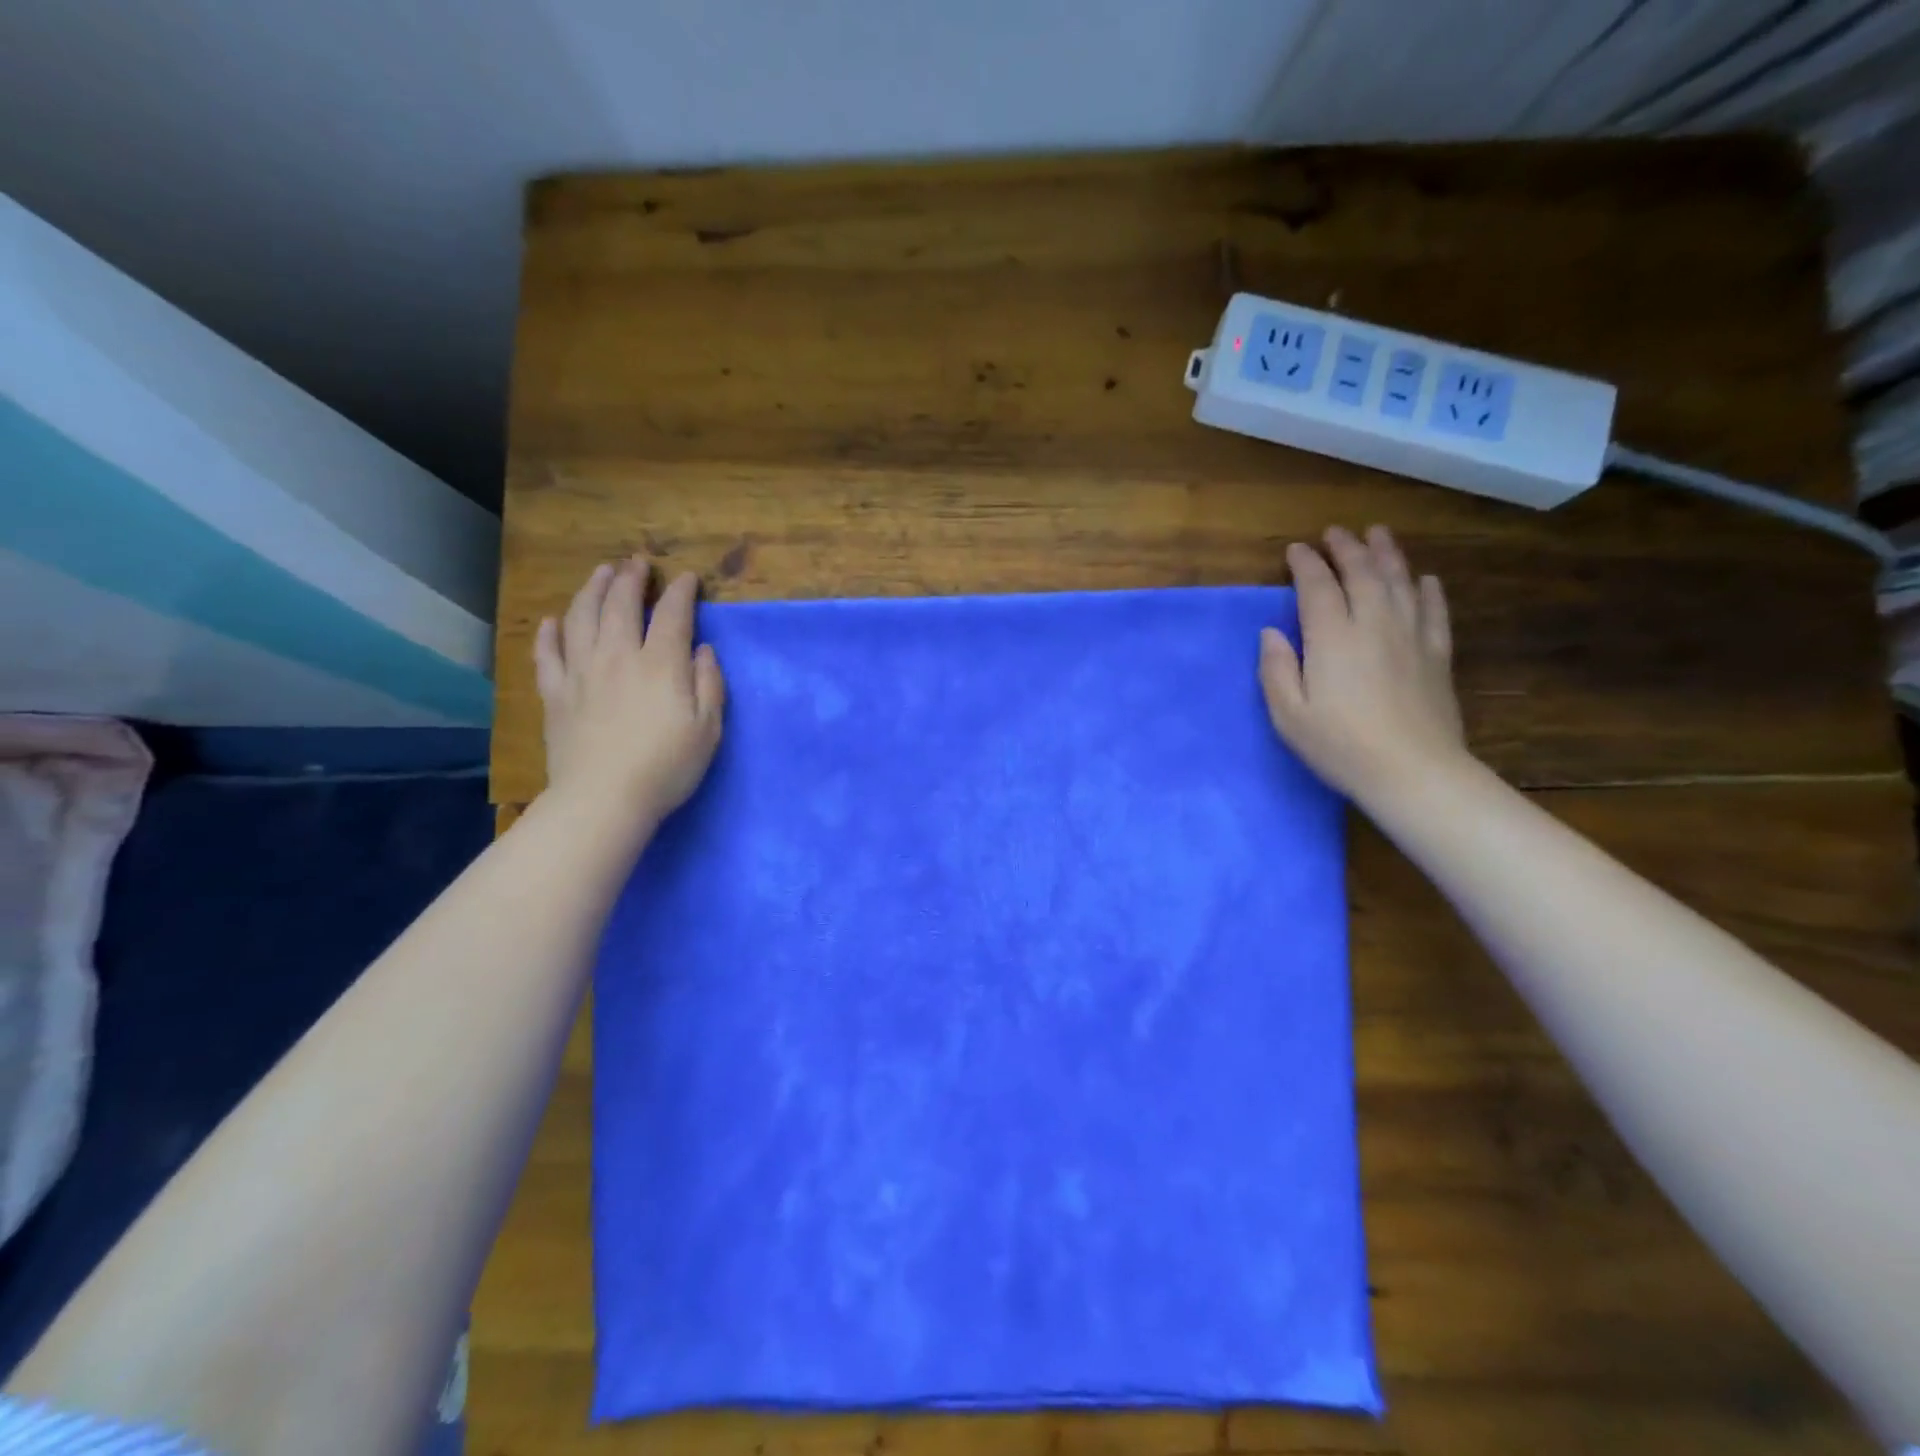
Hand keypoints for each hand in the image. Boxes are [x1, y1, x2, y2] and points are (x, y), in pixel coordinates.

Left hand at [534, 558, 725, 827]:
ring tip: (601, 573)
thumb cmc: (666, 766)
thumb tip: (703, 650)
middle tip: (637, 564)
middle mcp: (618, 656)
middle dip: (631, 579)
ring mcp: (581, 672)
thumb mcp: (708, 729)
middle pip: (621, 604)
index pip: (672, 614)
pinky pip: (548, 653)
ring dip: (592, 590)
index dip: (681, 592)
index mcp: (660, 664)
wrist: (603, 798)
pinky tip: (553, 621)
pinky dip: (550, 633)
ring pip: (582, 617)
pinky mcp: (555, 694)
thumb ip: (709, 684)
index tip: (687, 578)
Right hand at [1259, 525, 1468, 805]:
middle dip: (1346, 548)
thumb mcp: (1289, 714)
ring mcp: (1411, 636)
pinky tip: (1424, 579)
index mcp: (1332, 638)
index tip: (1295, 550)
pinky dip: (1427, 589)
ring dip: (1387, 554)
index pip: (1317, 587)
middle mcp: (1373, 624)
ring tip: (1378, 534)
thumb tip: (1271, 633)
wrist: (1413, 772)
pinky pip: (1434, 610)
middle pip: (1362, 573)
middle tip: (1335, 532)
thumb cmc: (1340, 746)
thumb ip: (1277, 669)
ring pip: (1400, 581)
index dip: (1305, 564)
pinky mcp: (1437, 654)